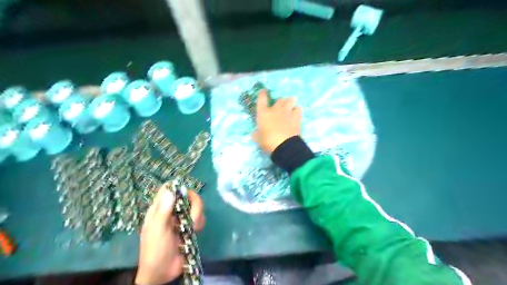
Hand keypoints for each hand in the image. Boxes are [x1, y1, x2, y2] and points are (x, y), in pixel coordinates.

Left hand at [137, 184, 204, 283]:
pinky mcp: (191, 226)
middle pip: (187, 196)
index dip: (177, 188)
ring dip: (198, 215)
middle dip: (194, 204)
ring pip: (196, 206)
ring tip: (193, 228)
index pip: (168, 189)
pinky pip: (200, 217)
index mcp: (160, 209)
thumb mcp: (157, 229)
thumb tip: (171, 190)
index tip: (186, 194)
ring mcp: (183, 218)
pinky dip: (200, 222)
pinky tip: (195, 231)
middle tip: (193, 216)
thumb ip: (164, 210)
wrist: (163, 272)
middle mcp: (173, 210)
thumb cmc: (155, 250)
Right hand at [253, 90, 299, 153]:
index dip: (262, 94)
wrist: (285, 145)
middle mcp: (275, 109)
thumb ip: (256, 134)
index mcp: (263, 113)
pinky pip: (298, 109)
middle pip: (279, 99)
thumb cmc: (268, 142)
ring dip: (290, 103)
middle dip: (280, 102)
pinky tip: (296, 115)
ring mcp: (287, 112)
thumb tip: (255, 133)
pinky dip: (297, 111)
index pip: (261, 98)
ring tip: (290, 109)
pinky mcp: (297, 117)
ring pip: (290, 100)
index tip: (263, 92)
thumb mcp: (258, 139)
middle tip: (279, 108)